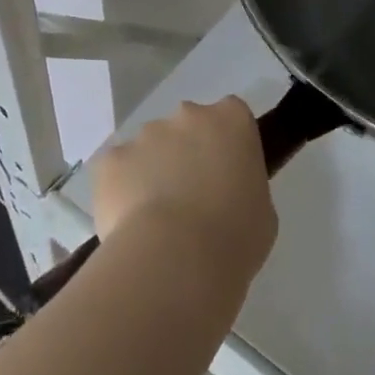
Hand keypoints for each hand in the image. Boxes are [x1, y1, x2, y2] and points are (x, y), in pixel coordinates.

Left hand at [95, 96, 277, 293]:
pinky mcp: (111, 159)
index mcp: (232, 120)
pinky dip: (123, 188)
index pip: (232, 115)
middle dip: (188, 151)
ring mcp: (146, 134)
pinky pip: (118, 169)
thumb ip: (244, 186)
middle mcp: (188, 115)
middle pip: (188, 125)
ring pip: (150, 146)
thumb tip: (227, 193)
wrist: (177, 259)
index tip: (227, 171)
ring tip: (158, 217)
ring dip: (154, 169)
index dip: (228, 142)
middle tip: (192, 195)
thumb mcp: (262, 210)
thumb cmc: (235, 236)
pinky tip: (131, 221)